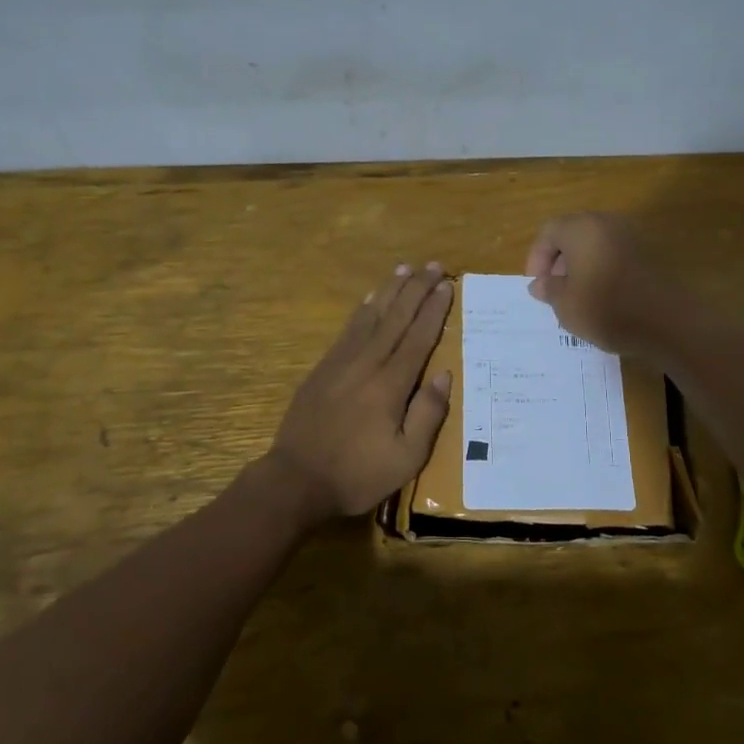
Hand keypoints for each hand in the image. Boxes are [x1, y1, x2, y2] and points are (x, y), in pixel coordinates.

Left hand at [267, 262, 454, 520]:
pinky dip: (363, 310)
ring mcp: (341, 363)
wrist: (296, 479)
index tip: (447, 285)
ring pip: (371, 317)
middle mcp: (367, 363)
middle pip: (397, 318)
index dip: (434, 309)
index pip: (418, 337)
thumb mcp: (406, 458)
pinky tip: (370, 300)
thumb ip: (428, 414)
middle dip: (417, 289)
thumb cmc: (358, 474)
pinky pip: (348, 330)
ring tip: (405, 268)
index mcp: (391, 384)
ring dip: (390, 291)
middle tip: (434, 265)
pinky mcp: (323, 369)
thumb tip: (444, 374)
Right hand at [524, 213, 678, 357]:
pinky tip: (604, 297)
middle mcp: (607, 223)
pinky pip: (615, 253)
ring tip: (578, 296)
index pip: (549, 232)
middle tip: (555, 290)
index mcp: (582, 228)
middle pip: (573, 233)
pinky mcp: (650, 252)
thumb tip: (540, 284)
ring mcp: (632, 236)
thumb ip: (549, 290)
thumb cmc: (608, 310)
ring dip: (581, 265)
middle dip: (559, 260)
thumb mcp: (566, 305)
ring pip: (595, 243)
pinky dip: (603, 268)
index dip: (537, 258)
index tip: (538, 285)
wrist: (670, 323)